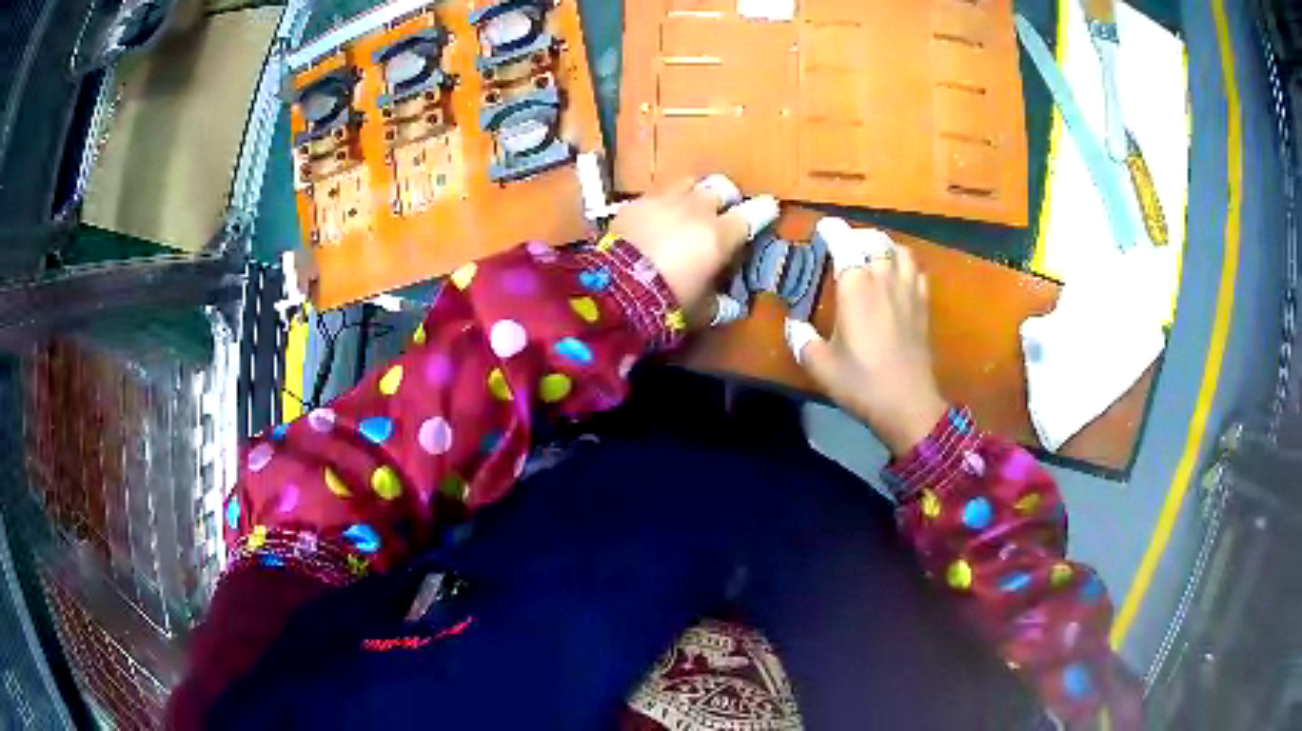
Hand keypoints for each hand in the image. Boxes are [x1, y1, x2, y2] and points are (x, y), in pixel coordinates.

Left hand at [610, 178, 770, 321]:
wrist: (615, 290)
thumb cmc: (669, 302)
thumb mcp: (702, 311)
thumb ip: (721, 304)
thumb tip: (732, 304)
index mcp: (721, 234)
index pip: (754, 213)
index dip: (764, 210)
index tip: (768, 210)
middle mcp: (698, 209)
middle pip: (722, 187)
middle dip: (727, 198)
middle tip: (723, 213)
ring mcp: (665, 200)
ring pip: (690, 182)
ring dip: (695, 194)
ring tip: (689, 209)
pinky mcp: (636, 203)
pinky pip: (657, 195)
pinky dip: (663, 205)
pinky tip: (656, 220)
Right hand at [787, 221, 947, 455]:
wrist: (909, 405)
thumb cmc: (862, 384)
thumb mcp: (821, 367)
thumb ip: (802, 341)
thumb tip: (793, 325)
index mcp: (856, 288)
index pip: (845, 243)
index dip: (833, 231)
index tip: (823, 228)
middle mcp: (884, 280)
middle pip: (874, 241)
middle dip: (857, 237)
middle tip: (844, 247)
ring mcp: (908, 291)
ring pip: (899, 250)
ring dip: (884, 246)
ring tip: (872, 255)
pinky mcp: (923, 305)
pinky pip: (917, 270)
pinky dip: (904, 263)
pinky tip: (897, 276)